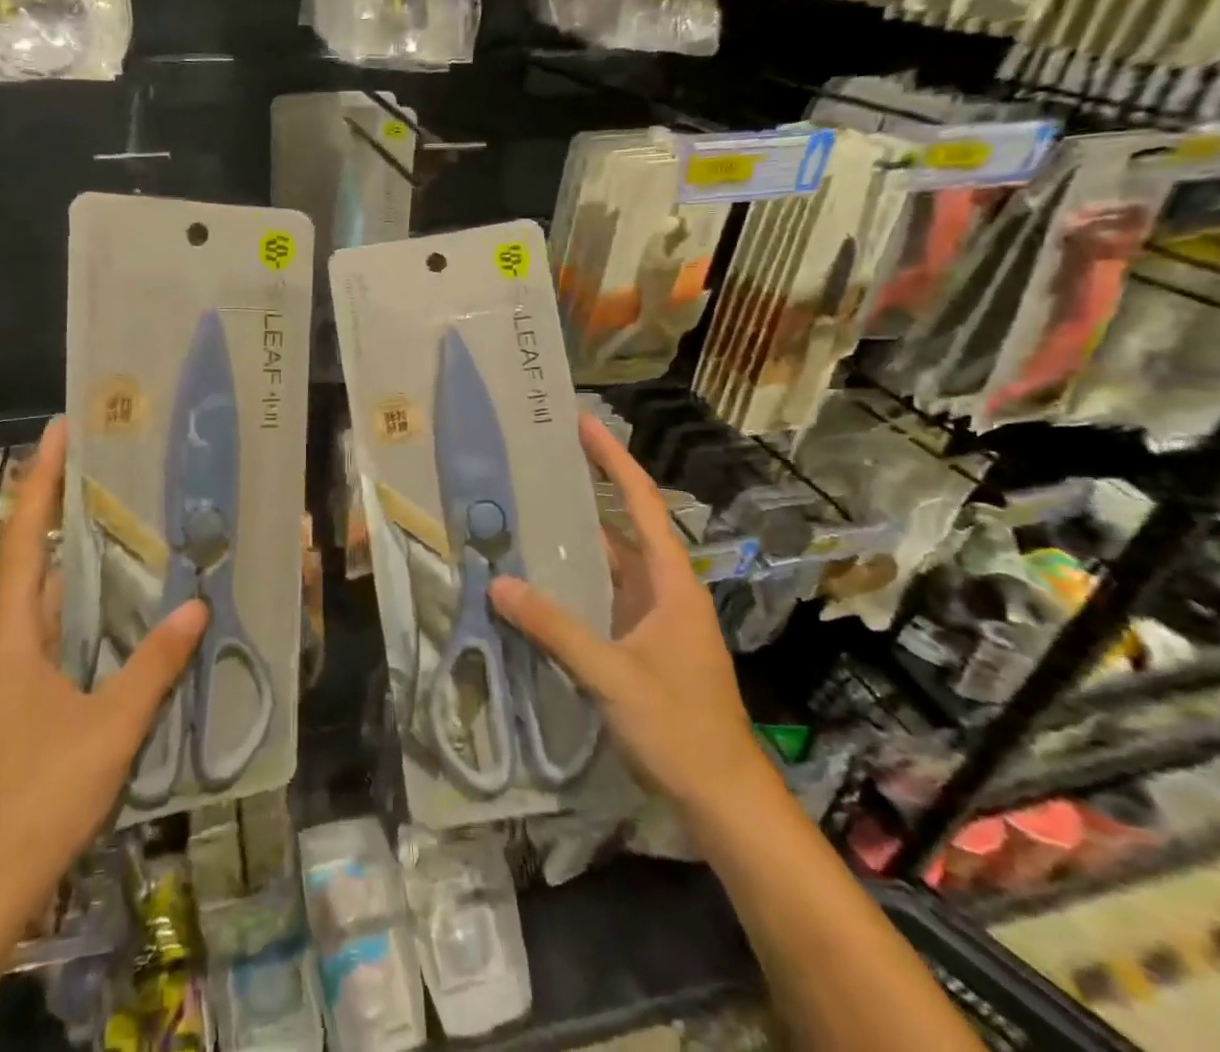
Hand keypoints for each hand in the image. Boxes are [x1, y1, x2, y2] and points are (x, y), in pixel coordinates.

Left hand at [0, 418, 206, 883]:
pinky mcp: (29, 692)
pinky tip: (123, 597)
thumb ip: (155, 663)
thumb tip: (196, 603)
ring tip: (122, 512)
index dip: (40, 482)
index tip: (57, 432)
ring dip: (77, 551)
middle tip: (106, 462)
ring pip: (48, 592)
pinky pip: (60, 624)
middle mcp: (8, 639)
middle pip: (33, 555)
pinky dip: (88, 597)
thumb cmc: (41, 793)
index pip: (25, 539)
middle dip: (60, 504)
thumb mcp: (110, 725)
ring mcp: (16, 667)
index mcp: (13, 634)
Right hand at [489, 414, 771, 819]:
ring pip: (609, 563)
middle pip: (623, 525)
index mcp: (671, 581)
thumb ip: (554, 628)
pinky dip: (572, 581)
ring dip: (574, 539)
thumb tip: (497, 583)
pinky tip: (538, 580)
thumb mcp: (612, 674)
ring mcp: (652, 617)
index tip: (583, 423)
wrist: (722, 797)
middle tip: (538, 463)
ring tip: (526, 511)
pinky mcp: (640, 643)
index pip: (642, 503)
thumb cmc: (679, 727)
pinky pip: (601, 596)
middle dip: (586, 490)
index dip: (613, 460)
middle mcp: (663, 589)